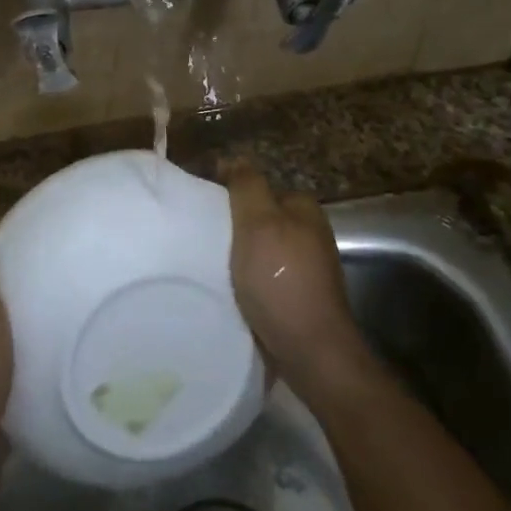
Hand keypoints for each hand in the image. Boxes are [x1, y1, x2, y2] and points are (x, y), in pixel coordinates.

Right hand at [222, 162, 370, 393]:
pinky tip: (229, 291)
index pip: (259, 186)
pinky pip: (265, 278)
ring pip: (261, 250)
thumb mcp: (259, 223)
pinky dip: (247, 282)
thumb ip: (247, 186)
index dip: (229, 192)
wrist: (311, 352)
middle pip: (260, 219)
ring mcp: (307, 268)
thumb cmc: (281, 280)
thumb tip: (234, 158)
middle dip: (233, 226)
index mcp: (304, 209)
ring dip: (238, 256)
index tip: (200, 206)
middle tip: (200, 238)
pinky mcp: (299, 298)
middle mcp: (310, 234)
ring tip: (208, 266)